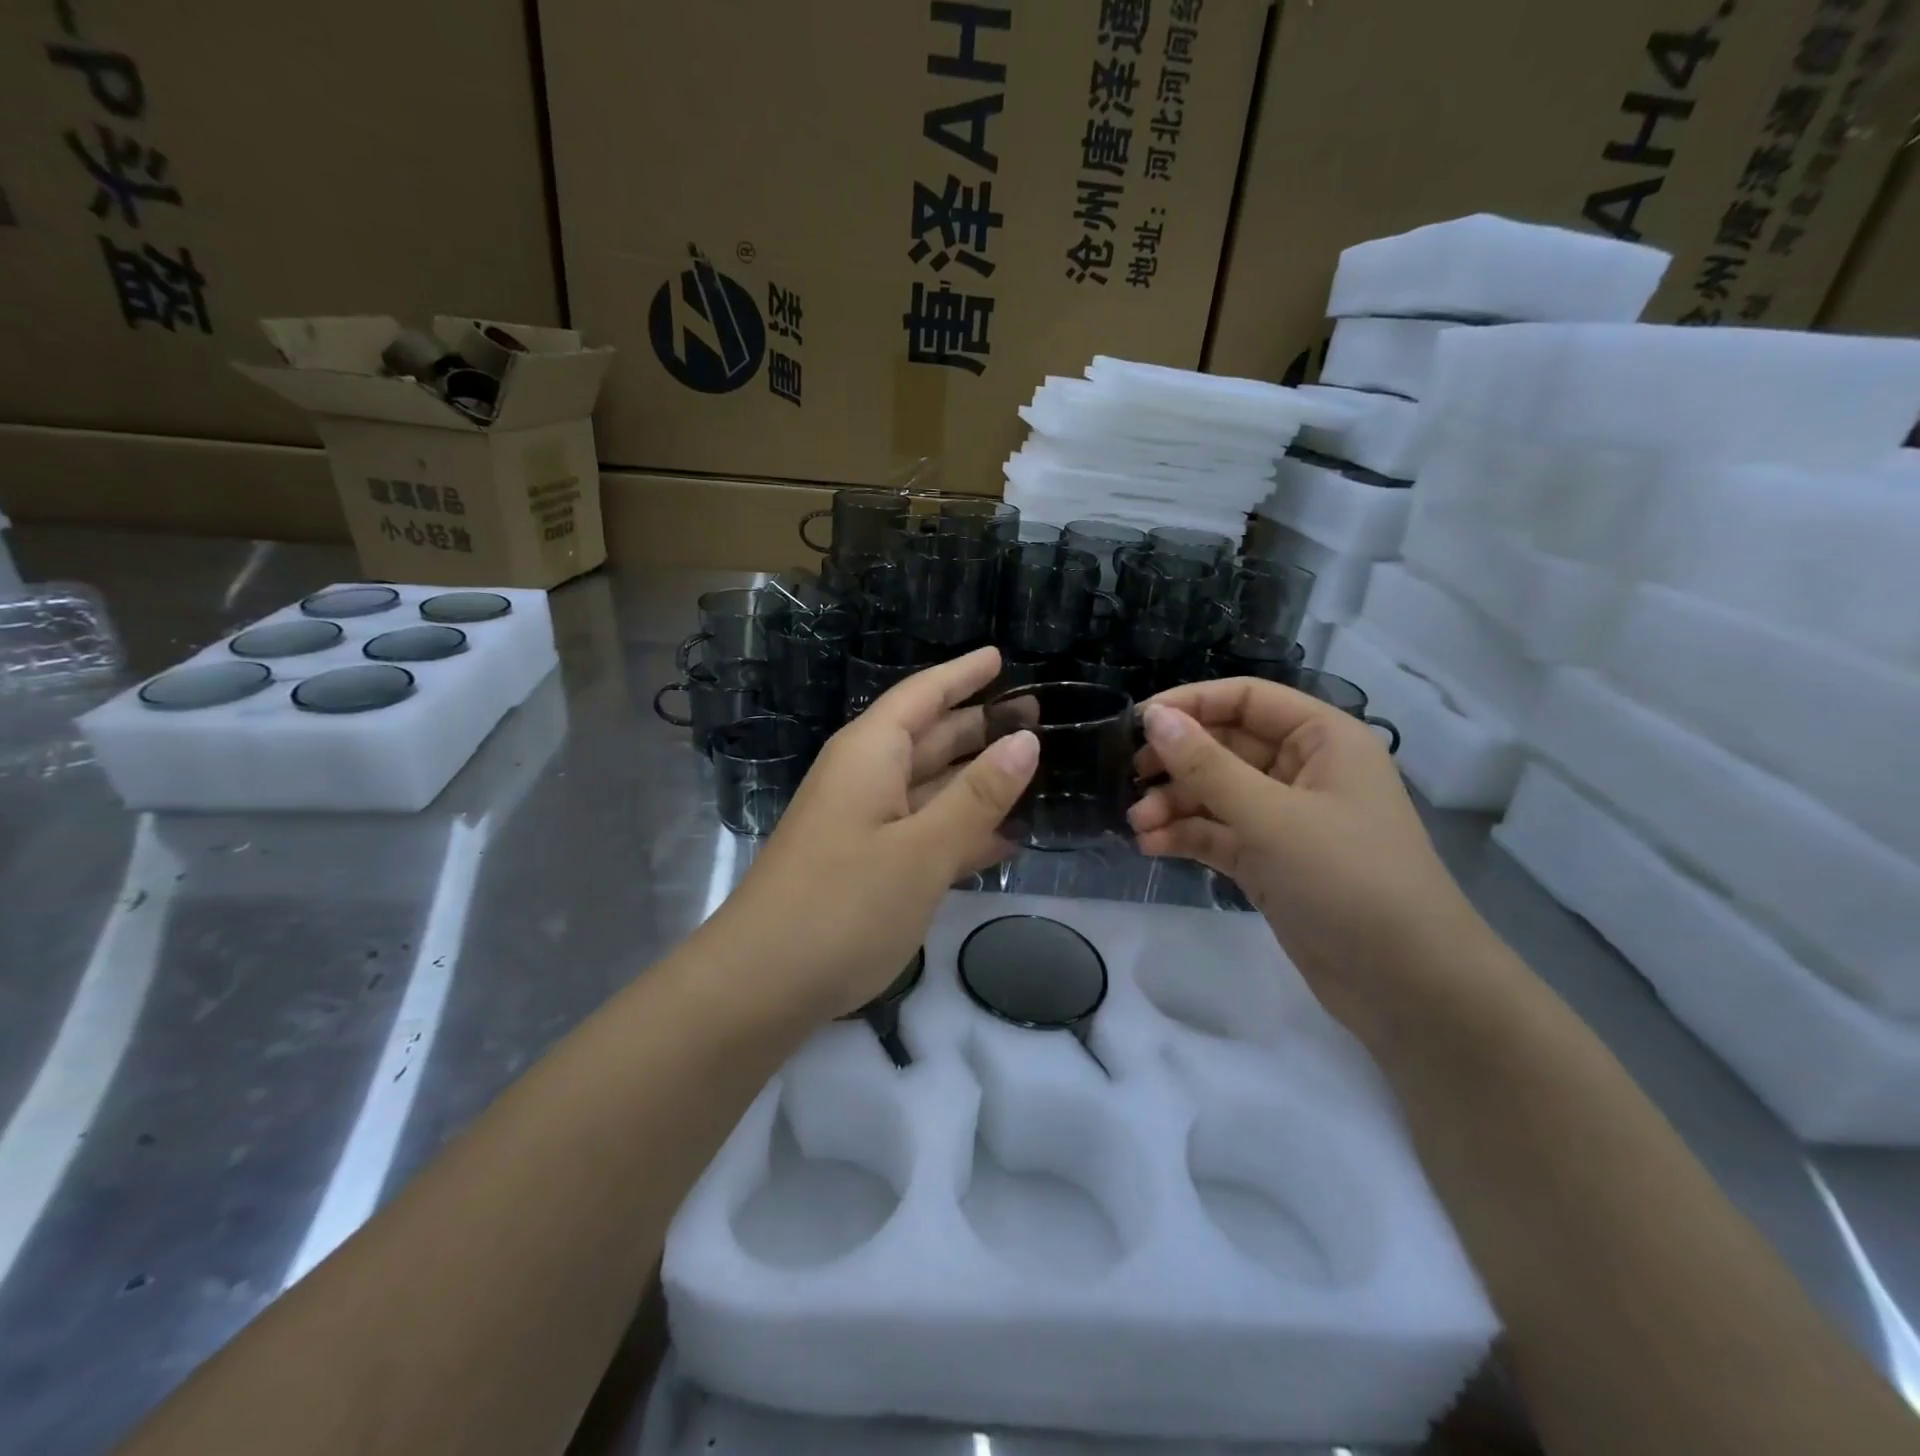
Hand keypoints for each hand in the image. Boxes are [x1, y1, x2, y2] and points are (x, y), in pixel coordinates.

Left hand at [707, 647, 1037, 1020]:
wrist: (761, 984)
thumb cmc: (844, 905)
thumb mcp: (922, 849)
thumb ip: (977, 796)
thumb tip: (1025, 740)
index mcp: (871, 755)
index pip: (921, 696)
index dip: (961, 675)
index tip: (1000, 656)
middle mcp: (865, 779)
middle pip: (929, 738)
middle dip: (978, 725)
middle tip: (1037, 715)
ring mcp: (864, 824)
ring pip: (930, 787)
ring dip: (977, 780)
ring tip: (1032, 770)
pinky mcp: (867, 865)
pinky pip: (922, 831)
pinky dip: (960, 830)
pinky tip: (1004, 839)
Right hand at [1127, 677, 1488, 1032]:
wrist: (1405, 984)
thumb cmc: (1348, 879)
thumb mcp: (1271, 817)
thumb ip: (1206, 765)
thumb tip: (1153, 717)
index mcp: (1322, 739)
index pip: (1246, 699)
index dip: (1191, 704)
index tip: (1137, 723)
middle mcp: (1303, 770)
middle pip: (1225, 746)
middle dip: (1177, 763)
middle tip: (1130, 779)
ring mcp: (1285, 818)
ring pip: (1216, 793)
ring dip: (1174, 804)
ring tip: (1137, 825)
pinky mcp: (1270, 860)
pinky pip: (1218, 833)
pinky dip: (1186, 836)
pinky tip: (1151, 846)